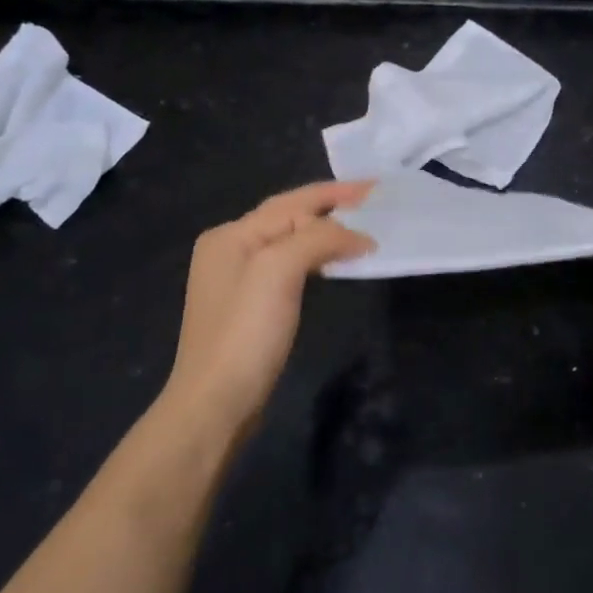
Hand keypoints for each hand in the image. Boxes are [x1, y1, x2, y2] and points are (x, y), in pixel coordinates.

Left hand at [165, 181, 373, 429]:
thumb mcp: (280, 271)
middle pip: (288, 216)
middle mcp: (230, 248)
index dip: (336, 194)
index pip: (293, 203)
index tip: (376, 189)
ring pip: (290, 240)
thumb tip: (359, 237)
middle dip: (330, 206)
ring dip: (325, 230)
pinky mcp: (250, 306)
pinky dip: (315, 256)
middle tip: (372, 202)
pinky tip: (333, 262)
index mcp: (232, 234)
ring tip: (361, 228)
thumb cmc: (246, 331)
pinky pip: (289, 265)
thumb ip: (319, 239)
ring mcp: (237, 279)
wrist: (216, 403)